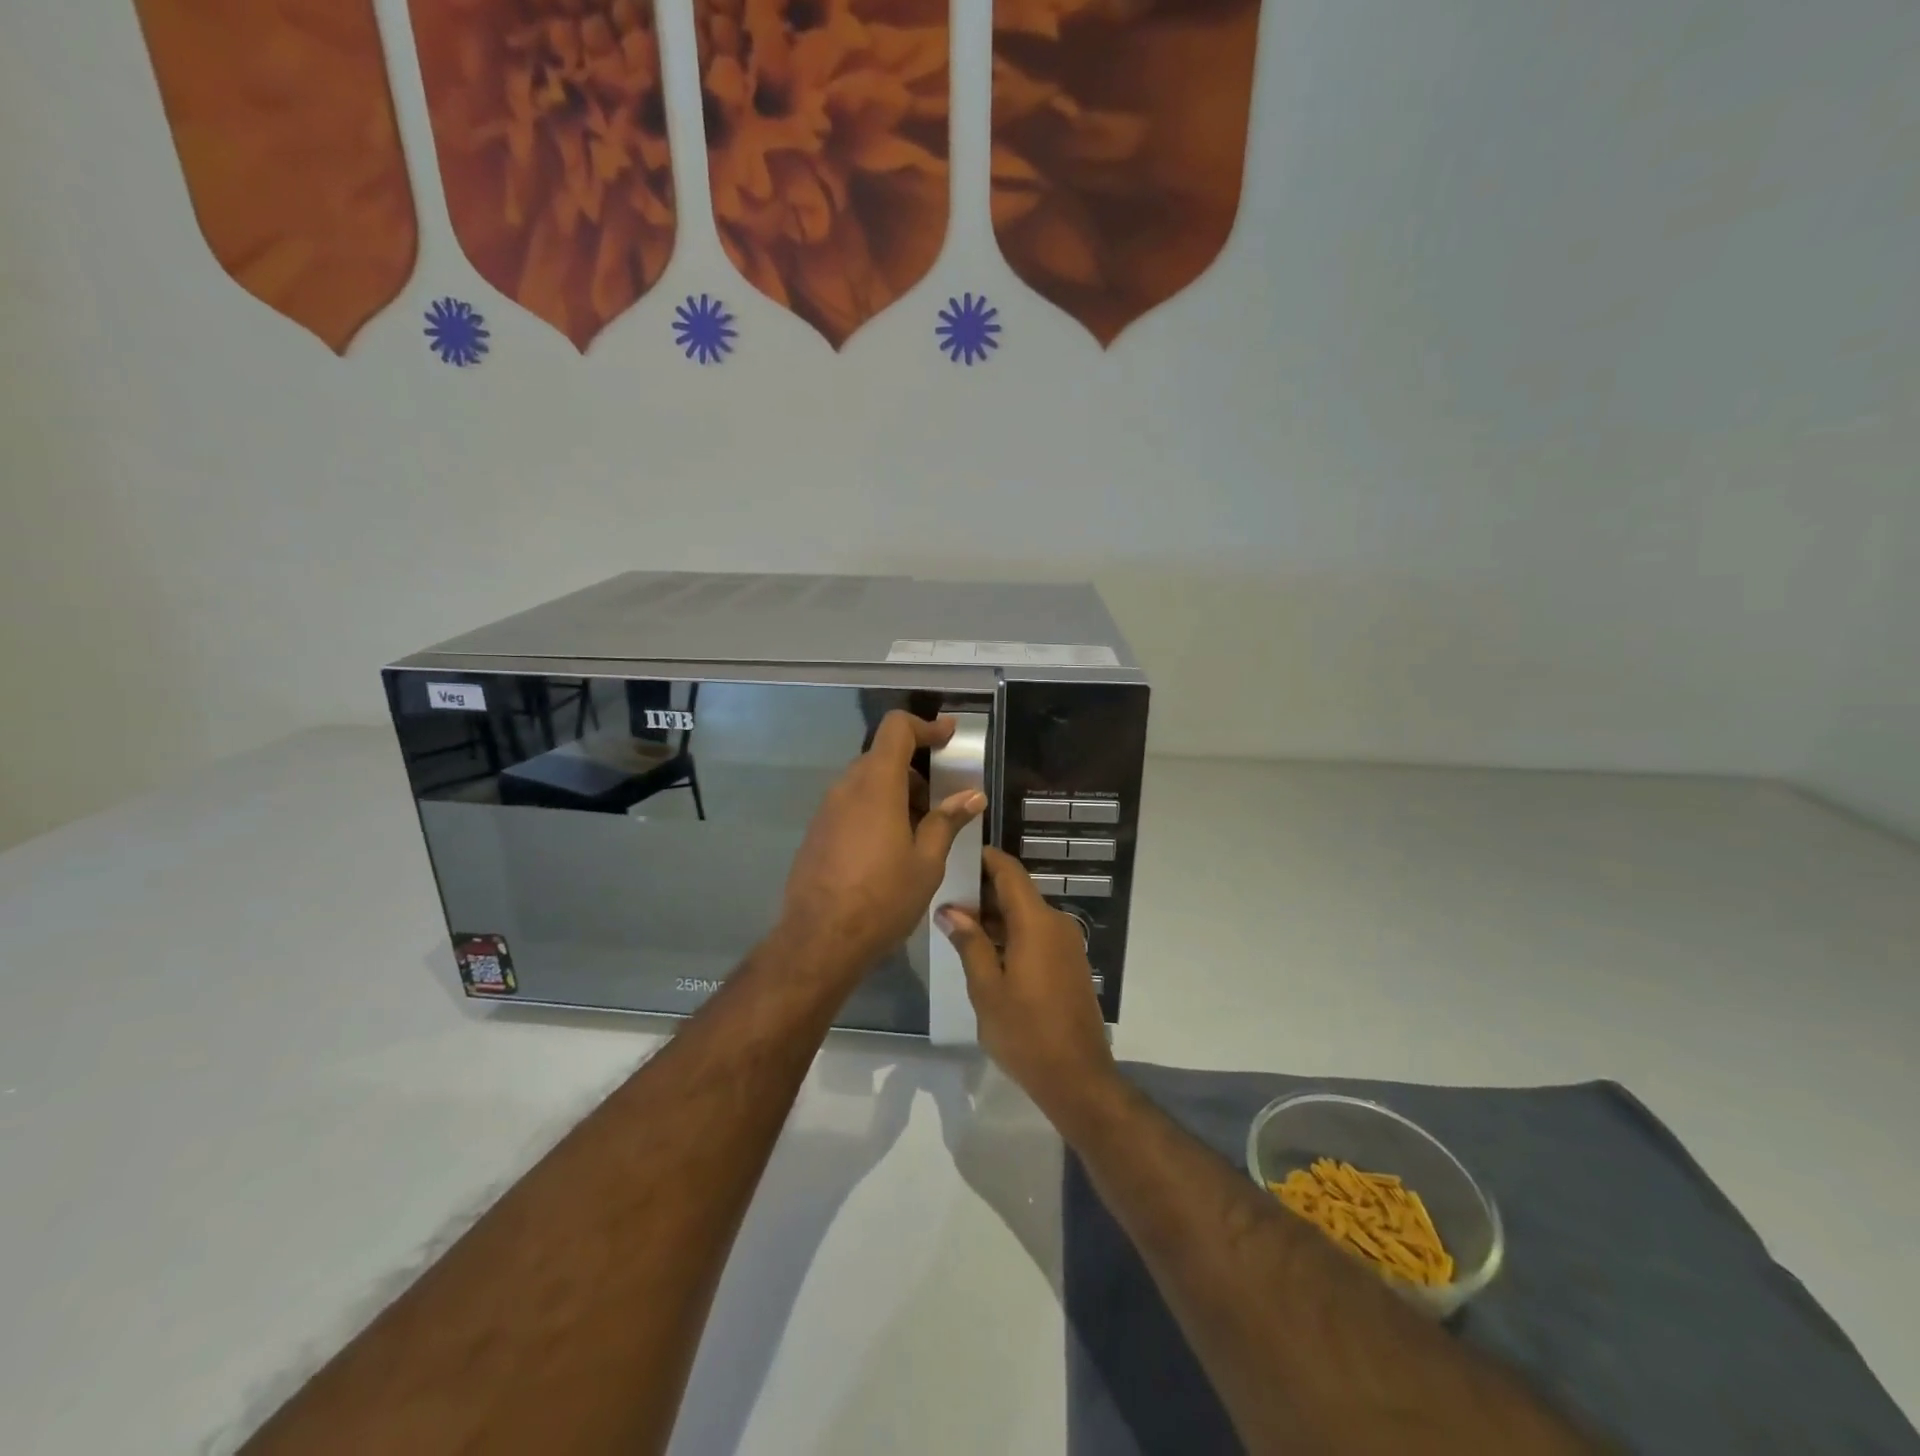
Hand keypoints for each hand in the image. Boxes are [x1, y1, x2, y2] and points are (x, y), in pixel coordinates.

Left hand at [780, 711, 986, 979]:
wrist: (819, 940)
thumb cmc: (882, 898)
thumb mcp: (927, 862)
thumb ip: (947, 821)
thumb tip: (972, 795)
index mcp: (877, 786)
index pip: (896, 729)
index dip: (925, 726)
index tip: (948, 736)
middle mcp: (847, 788)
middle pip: (882, 756)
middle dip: (915, 769)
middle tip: (941, 801)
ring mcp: (827, 810)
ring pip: (866, 782)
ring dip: (896, 792)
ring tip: (920, 831)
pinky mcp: (817, 832)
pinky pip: (851, 805)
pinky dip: (876, 809)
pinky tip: (890, 848)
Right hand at [938, 847, 1116, 1112]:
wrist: (1078, 1077)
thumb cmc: (1026, 1033)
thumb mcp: (987, 989)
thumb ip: (969, 944)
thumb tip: (950, 910)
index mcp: (1036, 923)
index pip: (1009, 872)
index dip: (985, 858)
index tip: (957, 854)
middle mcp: (1056, 924)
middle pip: (1017, 892)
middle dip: (982, 891)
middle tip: (944, 897)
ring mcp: (1067, 944)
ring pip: (1026, 915)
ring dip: (995, 916)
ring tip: (956, 926)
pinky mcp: (1070, 963)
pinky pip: (1037, 934)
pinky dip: (1011, 934)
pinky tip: (984, 950)